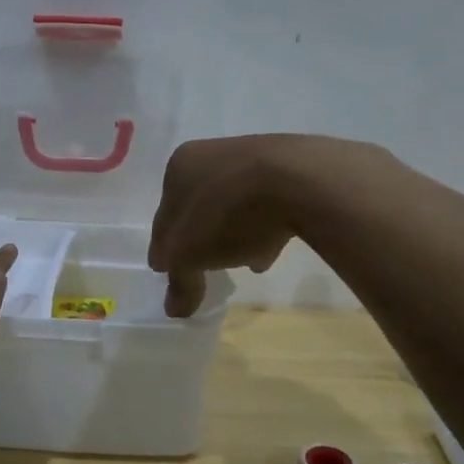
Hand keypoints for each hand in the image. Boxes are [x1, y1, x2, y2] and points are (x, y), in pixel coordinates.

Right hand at [149, 135, 386, 316]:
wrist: (299, 181)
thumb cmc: (228, 212)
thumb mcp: (191, 255)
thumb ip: (180, 281)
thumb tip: (174, 309)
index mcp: (179, 167)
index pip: (163, 216)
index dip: (163, 247)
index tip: (166, 270)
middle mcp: (211, 154)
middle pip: (198, 208)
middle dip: (198, 238)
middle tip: (202, 266)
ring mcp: (252, 157)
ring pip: (232, 205)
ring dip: (232, 233)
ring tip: (242, 263)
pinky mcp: (288, 167)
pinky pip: (265, 204)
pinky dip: (262, 226)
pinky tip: (270, 250)